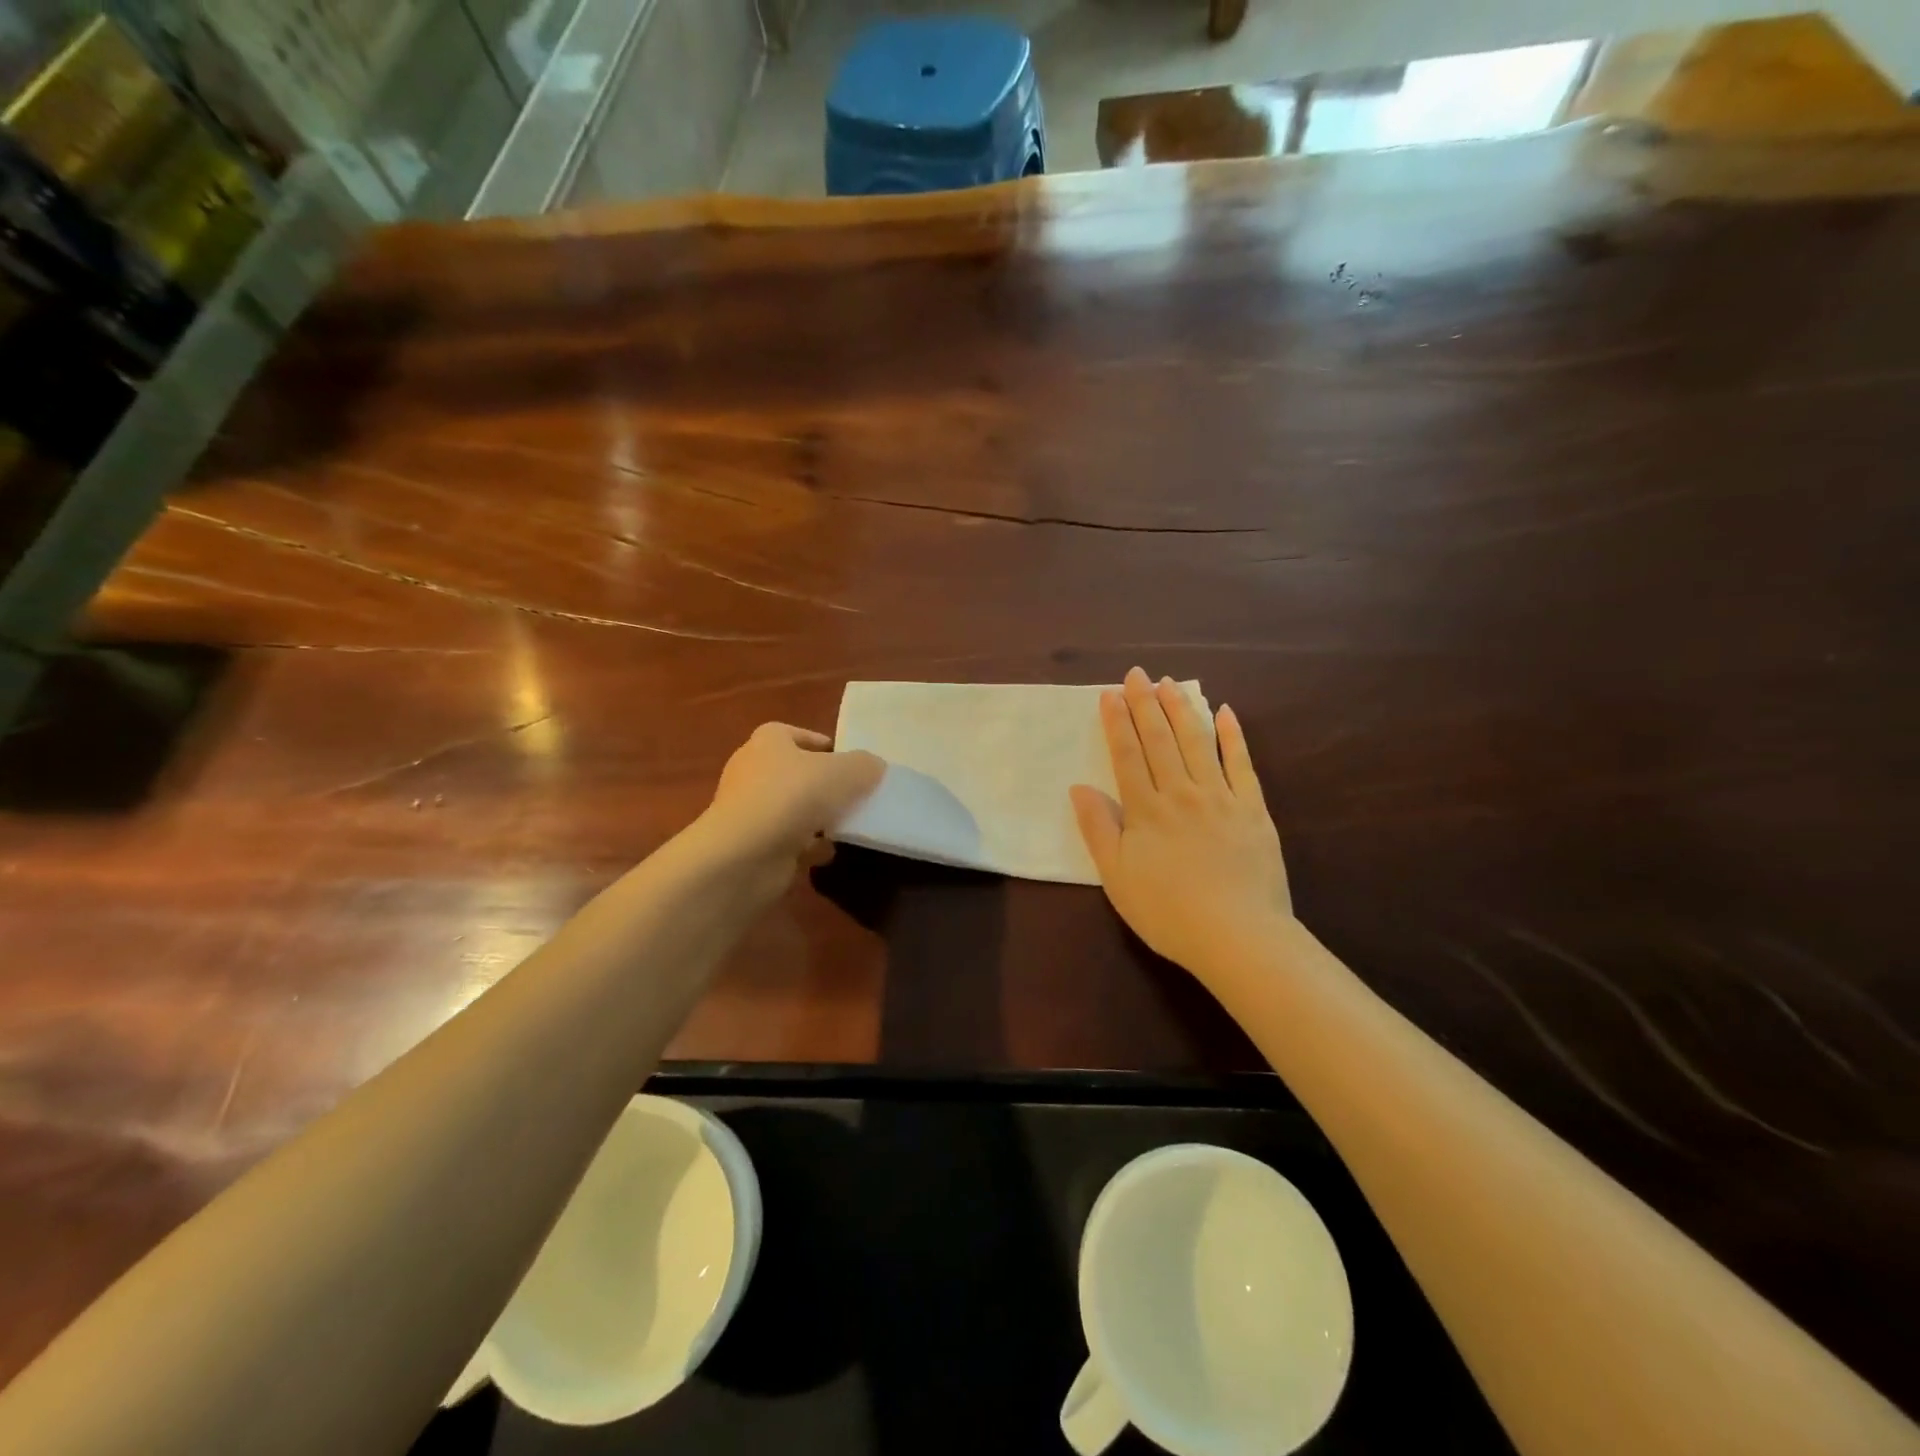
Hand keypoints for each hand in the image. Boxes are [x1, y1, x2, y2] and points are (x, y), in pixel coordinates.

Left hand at [697, 723, 882, 894]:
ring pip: (794, 808)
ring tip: (848, 825)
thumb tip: (873, 767)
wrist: (745, 854)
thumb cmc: (793, 797)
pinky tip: (828, 852)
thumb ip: (864, 765)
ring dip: (818, 817)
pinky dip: (808, 845)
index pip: (797, 735)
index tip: (851, 763)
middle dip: (825, 784)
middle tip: (856, 795)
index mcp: (768, 741)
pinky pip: (788, 839)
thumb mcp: (844, 772)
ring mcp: (750, 809)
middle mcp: (753, 770)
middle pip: (797, 772)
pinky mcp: (752, 843)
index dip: (824, 745)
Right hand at [1071, 668, 1290, 981]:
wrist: (1237, 937)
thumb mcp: (1116, 877)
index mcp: (1145, 810)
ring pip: (1198, 742)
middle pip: (1160, 740)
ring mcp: (1220, 798)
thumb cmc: (1167, 912)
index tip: (1109, 694)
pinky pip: (1242, 764)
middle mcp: (1181, 793)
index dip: (1117, 722)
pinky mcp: (1253, 809)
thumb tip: (1079, 787)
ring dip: (1181, 710)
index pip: (1127, 755)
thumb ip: (1098, 829)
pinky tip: (1225, 712)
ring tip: (1170, 683)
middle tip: (1137, 674)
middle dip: (1145, 704)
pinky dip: (1233, 736)